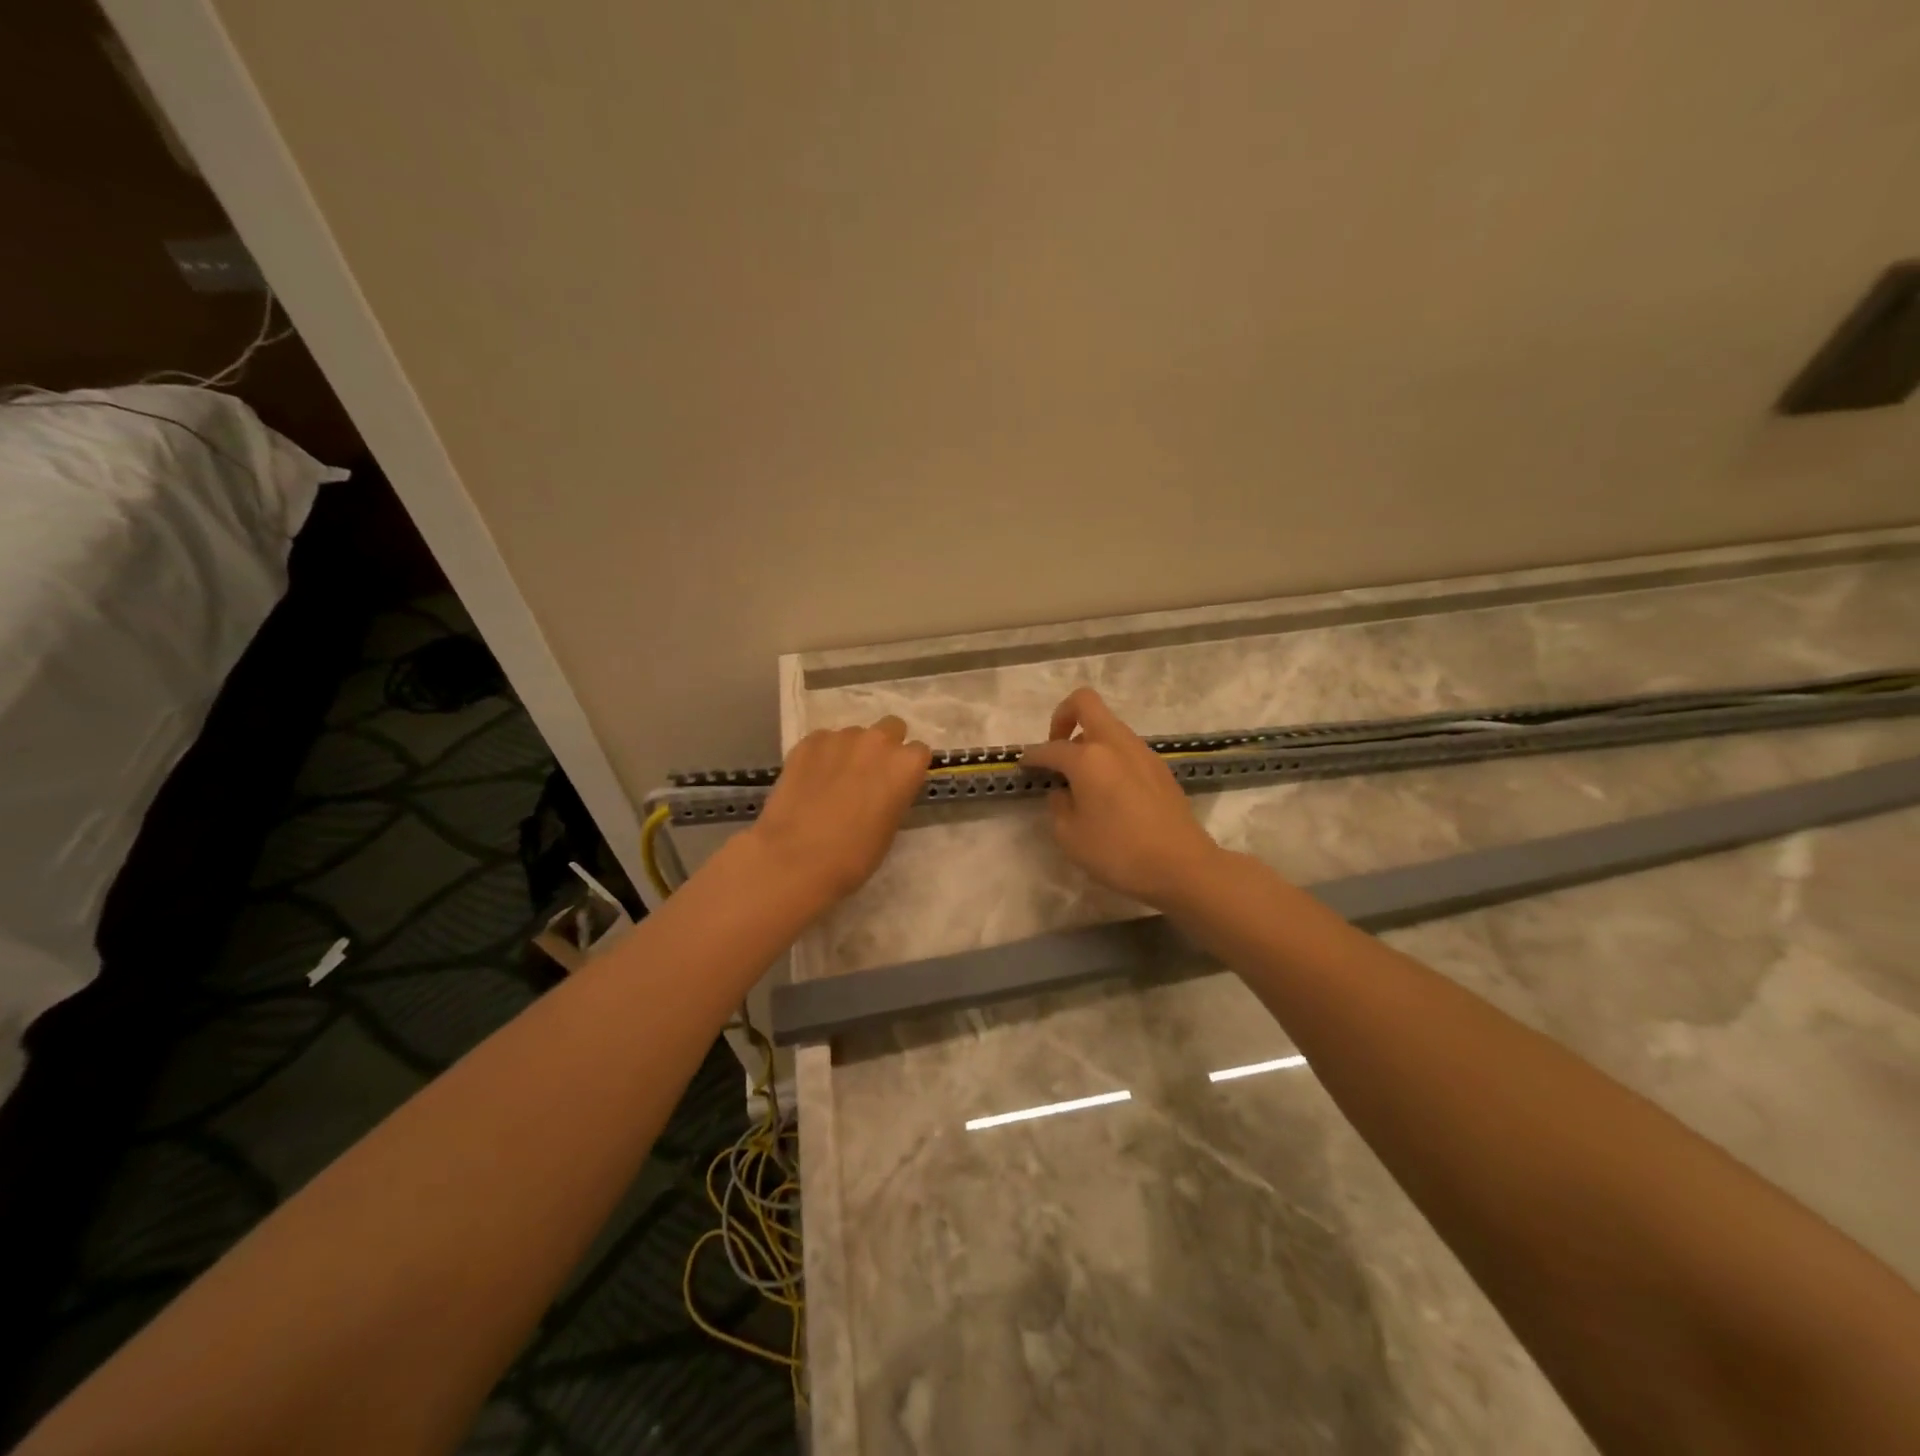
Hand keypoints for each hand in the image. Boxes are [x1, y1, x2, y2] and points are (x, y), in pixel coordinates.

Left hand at [746, 716, 931, 907]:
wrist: (795, 858)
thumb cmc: (854, 855)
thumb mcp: (890, 828)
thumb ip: (894, 796)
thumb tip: (883, 790)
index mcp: (905, 765)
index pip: (919, 752)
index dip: (907, 769)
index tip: (897, 785)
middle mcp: (877, 741)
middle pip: (891, 728)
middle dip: (884, 746)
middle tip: (869, 775)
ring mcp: (840, 737)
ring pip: (854, 735)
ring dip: (850, 751)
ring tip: (832, 781)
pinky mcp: (808, 741)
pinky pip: (823, 741)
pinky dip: (821, 755)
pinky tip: (810, 781)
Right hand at [1022, 688, 1223, 907]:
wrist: (1182, 866)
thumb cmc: (1118, 852)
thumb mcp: (1070, 836)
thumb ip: (1058, 806)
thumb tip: (1064, 791)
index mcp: (1088, 757)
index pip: (1050, 748)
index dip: (1032, 757)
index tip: (1023, 766)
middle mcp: (1115, 744)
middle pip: (1086, 703)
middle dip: (1063, 717)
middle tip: (1056, 749)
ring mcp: (1142, 752)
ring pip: (1108, 727)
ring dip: (1089, 741)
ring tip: (1081, 778)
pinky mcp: (1159, 768)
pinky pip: (1125, 749)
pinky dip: (1110, 757)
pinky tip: (1108, 792)